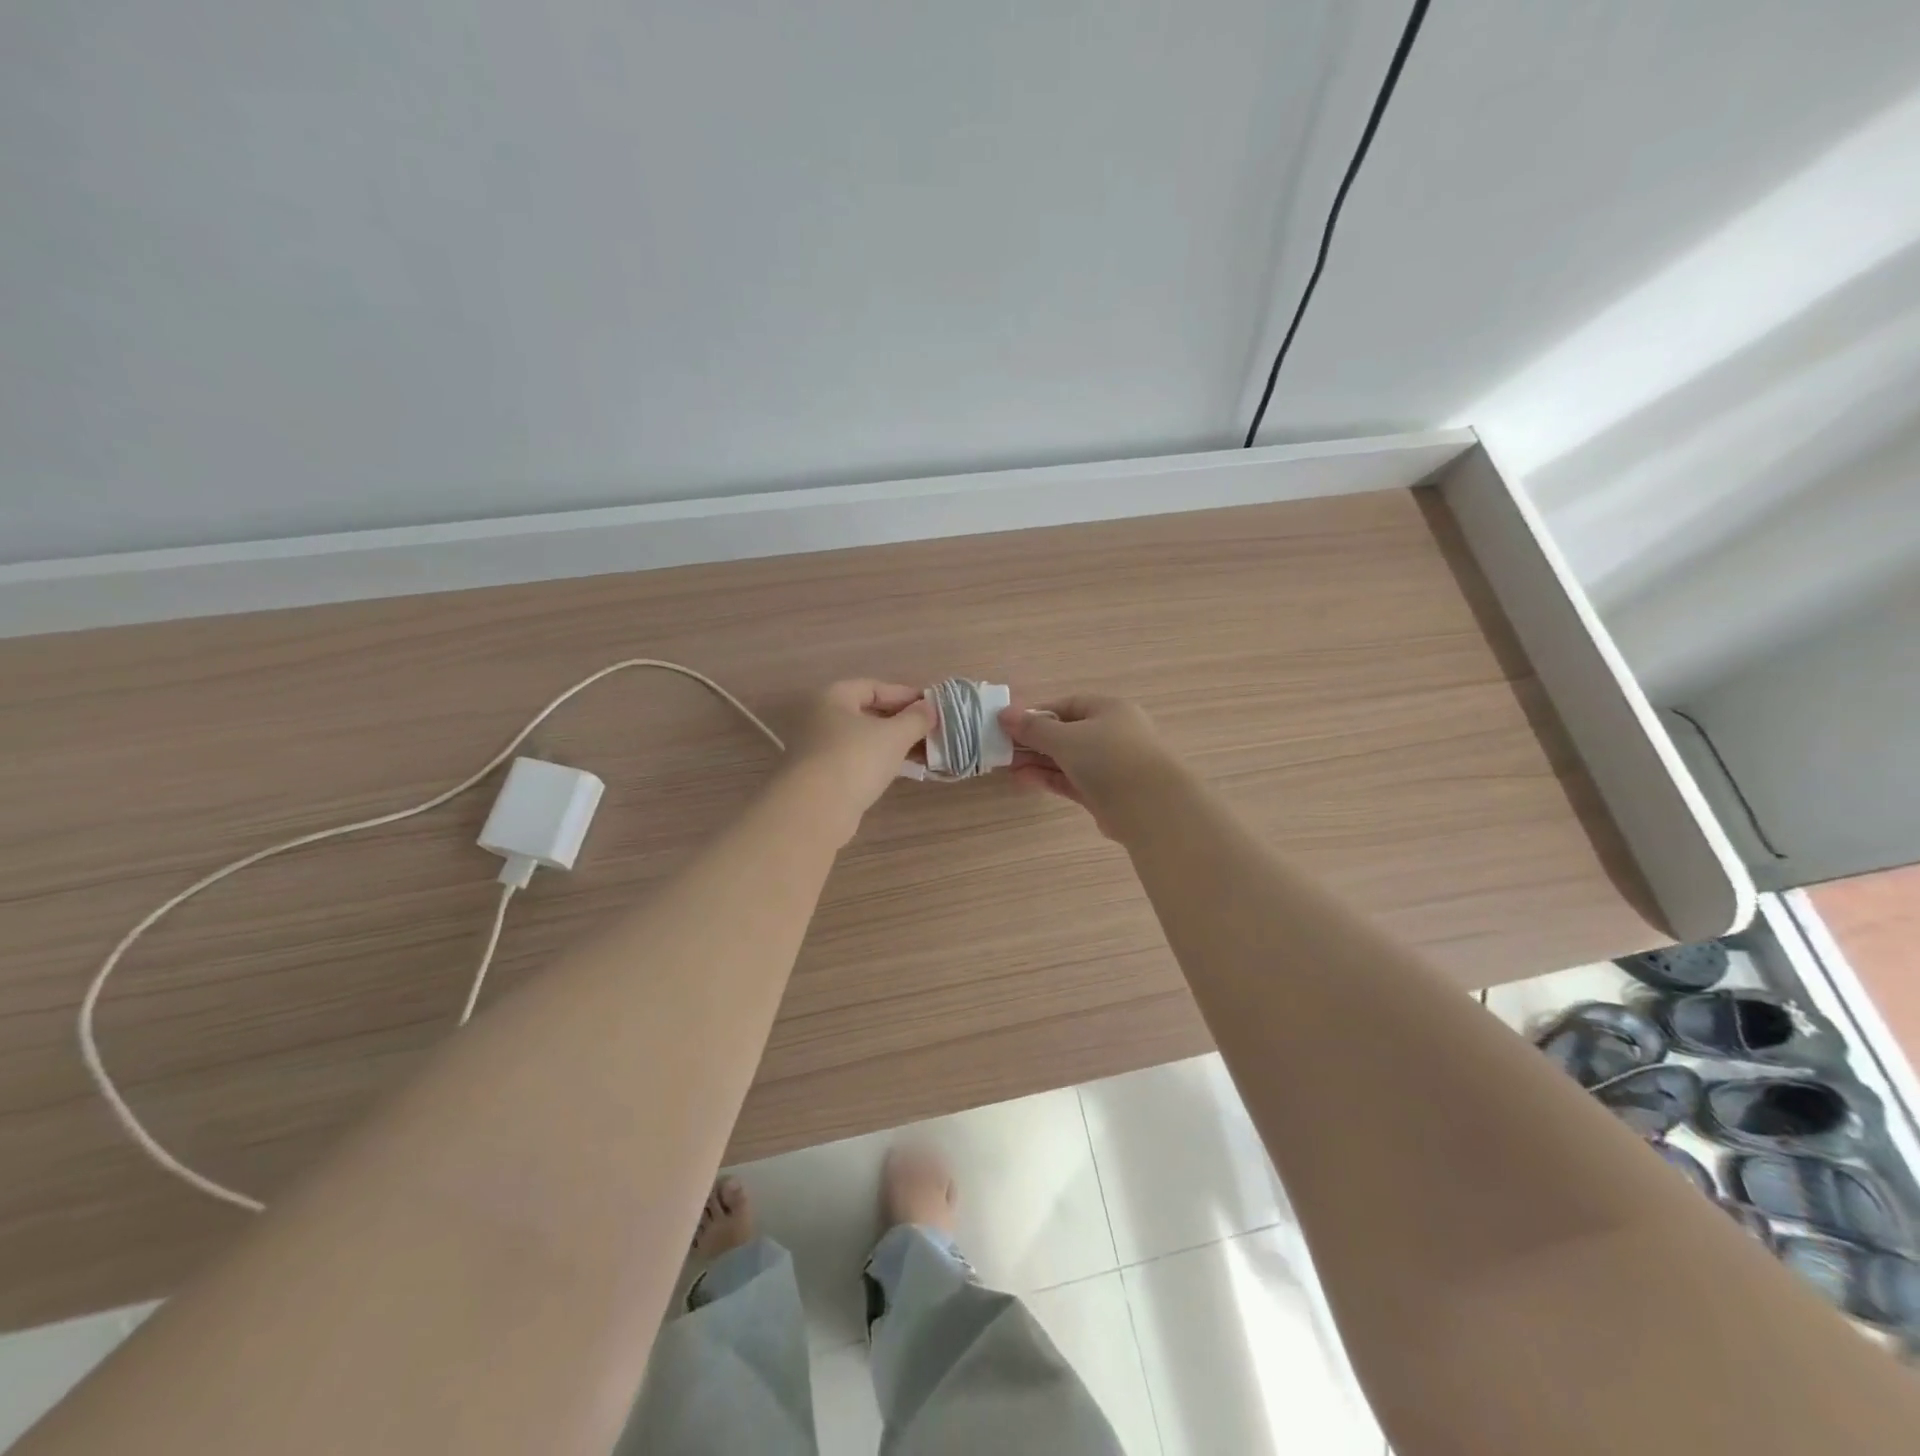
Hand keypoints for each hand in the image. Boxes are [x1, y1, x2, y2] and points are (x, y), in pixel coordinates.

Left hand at [782, 680, 935, 841]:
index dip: (905, 695)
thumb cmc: (856, 759)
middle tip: (931, 732)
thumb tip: (930, 708)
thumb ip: (916, 718)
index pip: (874, 687)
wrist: (815, 809)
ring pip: (864, 740)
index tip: (932, 708)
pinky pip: (857, 761)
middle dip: (902, 722)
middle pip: (868, 714)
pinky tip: (902, 771)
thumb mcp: (894, 735)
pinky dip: (879, 762)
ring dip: (894, 745)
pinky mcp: (822, 777)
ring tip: (924, 754)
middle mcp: (820, 718)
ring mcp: (818, 749)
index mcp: (833, 697)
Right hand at [997, 695, 1177, 840]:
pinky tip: (1023, 780)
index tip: (1010, 725)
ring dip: (1038, 762)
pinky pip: (1072, 781)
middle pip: (1066, 733)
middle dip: (1034, 741)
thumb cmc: (1108, 757)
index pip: (1068, 705)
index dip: (1037, 714)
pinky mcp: (1105, 794)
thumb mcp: (1065, 737)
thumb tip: (1003, 714)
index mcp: (1109, 710)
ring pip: (1068, 760)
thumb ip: (1033, 728)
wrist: (1150, 806)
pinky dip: (1049, 779)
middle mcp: (1112, 734)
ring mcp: (1110, 766)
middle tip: (1004, 749)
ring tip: (1008, 767)